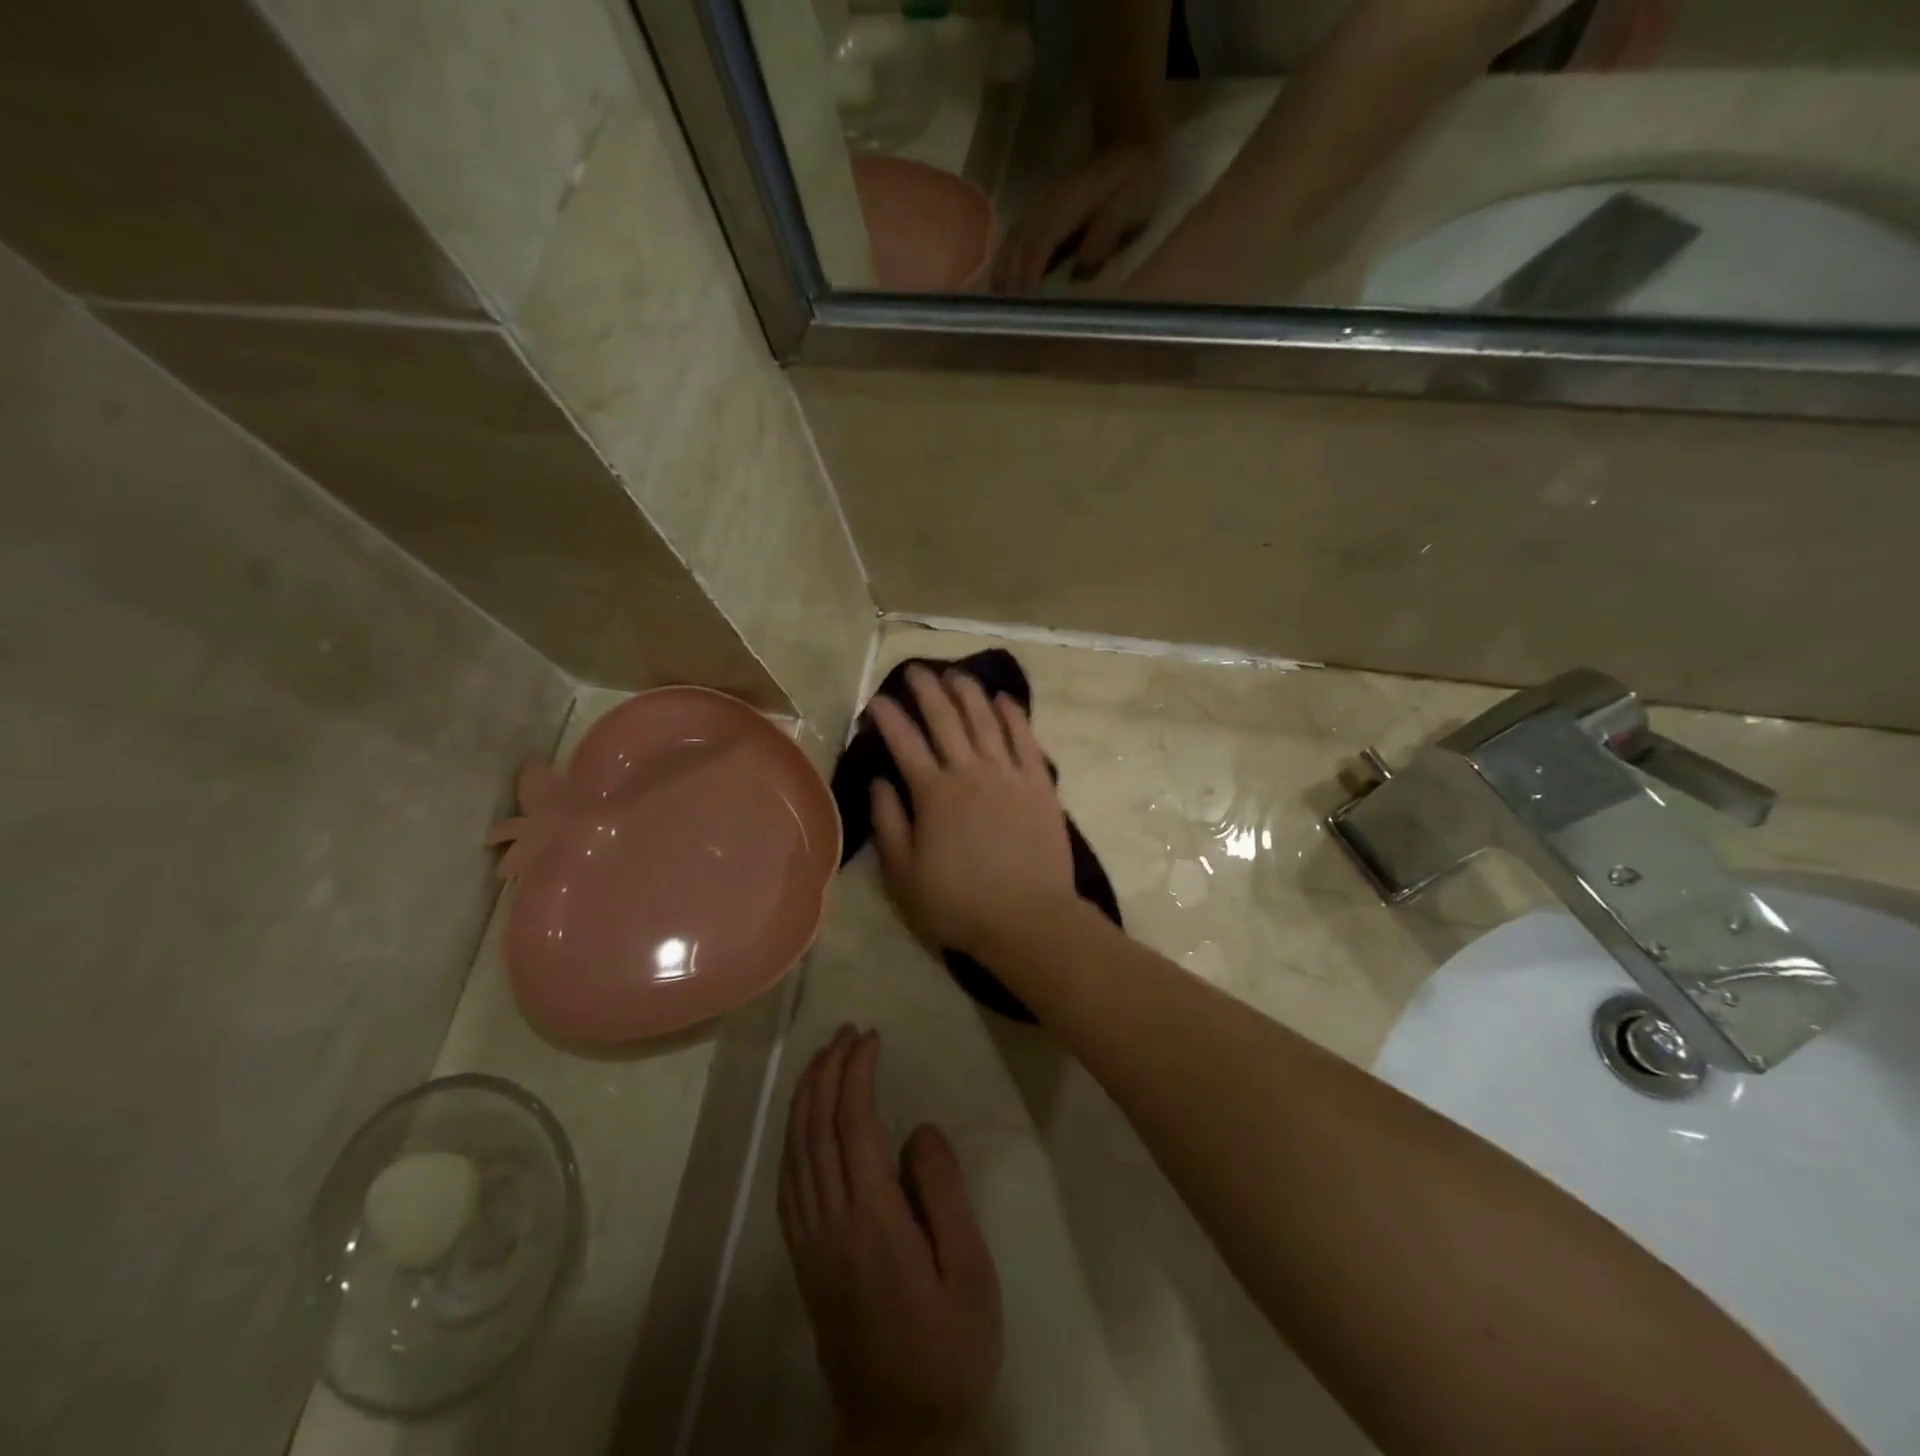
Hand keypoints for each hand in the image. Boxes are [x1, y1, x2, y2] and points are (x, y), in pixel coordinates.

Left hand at [780, 1027, 1002, 1453]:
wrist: (901, 1432)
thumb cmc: (949, 1348)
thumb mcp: (969, 1271)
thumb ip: (943, 1193)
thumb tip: (918, 1130)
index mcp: (873, 1220)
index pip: (854, 1124)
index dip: (857, 1073)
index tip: (872, 1037)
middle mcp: (831, 1222)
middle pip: (817, 1128)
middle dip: (828, 1070)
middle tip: (847, 1031)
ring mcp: (810, 1242)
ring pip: (795, 1151)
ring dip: (806, 1096)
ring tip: (823, 1057)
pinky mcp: (804, 1259)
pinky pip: (788, 1183)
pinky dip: (791, 1138)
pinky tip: (802, 1121)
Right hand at [867, 668, 1076, 958]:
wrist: (1028, 918)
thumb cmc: (958, 903)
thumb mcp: (904, 874)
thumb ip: (888, 823)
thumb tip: (879, 781)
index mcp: (933, 793)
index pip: (904, 742)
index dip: (888, 718)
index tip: (876, 700)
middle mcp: (970, 771)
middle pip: (945, 719)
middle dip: (927, 691)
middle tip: (916, 671)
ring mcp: (1008, 774)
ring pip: (986, 720)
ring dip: (969, 693)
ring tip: (956, 674)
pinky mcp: (1040, 783)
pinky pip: (1026, 739)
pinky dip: (1013, 715)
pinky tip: (1004, 699)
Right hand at [990, 142, 1166, 293]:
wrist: (1130, 147)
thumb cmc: (1136, 183)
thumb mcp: (1131, 205)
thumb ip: (1106, 232)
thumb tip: (1082, 270)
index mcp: (1069, 206)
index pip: (1040, 243)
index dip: (1029, 274)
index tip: (1024, 305)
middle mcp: (1046, 207)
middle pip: (1018, 246)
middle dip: (1010, 281)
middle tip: (1007, 316)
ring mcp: (1038, 209)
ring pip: (1011, 243)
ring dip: (1001, 274)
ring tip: (998, 306)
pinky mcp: (1037, 216)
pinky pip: (1013, 241)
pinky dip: (1004, 264)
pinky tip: (1000, 285)